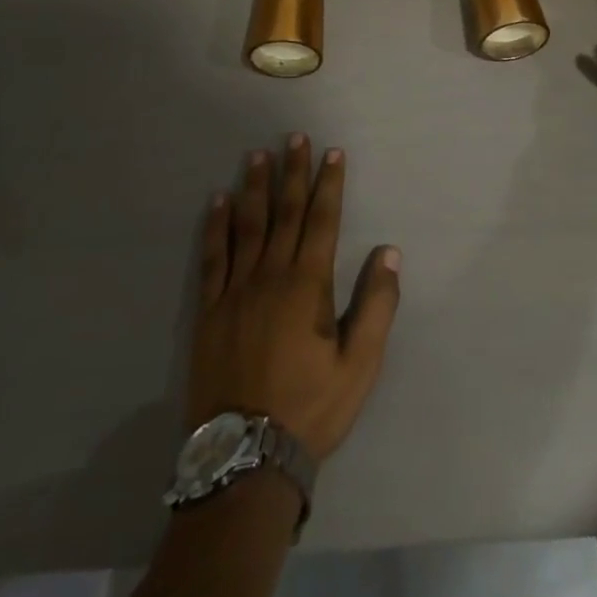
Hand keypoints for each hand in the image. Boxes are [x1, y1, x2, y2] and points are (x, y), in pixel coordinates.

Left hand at [187, 134, 400, 461]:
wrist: (244, 459)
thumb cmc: (310, 409)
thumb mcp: (360, 365)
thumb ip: (377, 305)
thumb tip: (389, 252)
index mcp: (307, 286)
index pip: (321, 221)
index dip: (328, 184)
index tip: (332, 153)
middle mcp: (269, 277)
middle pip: (284, 213)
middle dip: (292, 172)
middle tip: (294, 137)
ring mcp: (234, 292)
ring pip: (247, 227)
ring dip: (255, 188)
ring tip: (257, 155)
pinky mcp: (208, 311)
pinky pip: (212, 258)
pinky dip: (216, 227)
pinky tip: (218, 203)